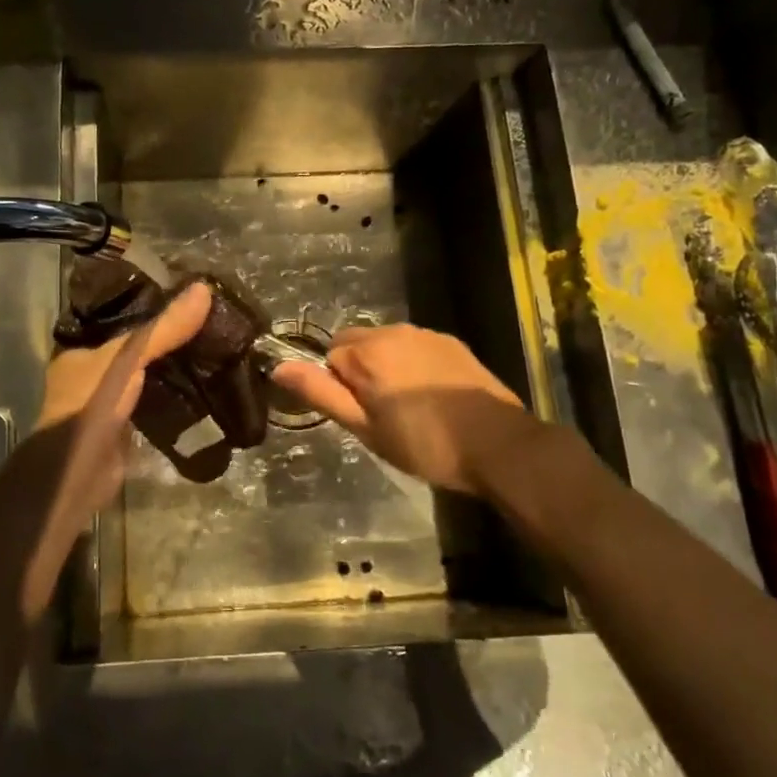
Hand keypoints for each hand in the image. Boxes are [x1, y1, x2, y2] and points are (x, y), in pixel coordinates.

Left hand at [0, 283, 211, 615]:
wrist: (79, 473)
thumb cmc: (93, 404)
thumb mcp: (130, 357)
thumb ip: (164, 329)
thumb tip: (204, 289)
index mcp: (81, 351)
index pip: (119, 319)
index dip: (150, 308)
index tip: (186, 299)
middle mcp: (91, 374)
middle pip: (136, 348)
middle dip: (167, 339)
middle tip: (208, 324)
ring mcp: (108, 403)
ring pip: (146, 376)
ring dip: (173, 367)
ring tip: (213, 350)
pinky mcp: (125, 427)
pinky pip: (153, 403)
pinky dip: (174, 395)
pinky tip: (204, 387)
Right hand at [270, 324, 534, 496]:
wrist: (498, 445)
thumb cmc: (424, 444)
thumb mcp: (364, 427)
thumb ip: (320, 394)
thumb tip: (278, 366)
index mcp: (367, 352)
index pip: (329, 358)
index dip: (340, 389)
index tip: (362, 417)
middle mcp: (394, 331)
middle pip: (356, 345)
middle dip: (359, 372)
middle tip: (381, 414)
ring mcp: (426, 333)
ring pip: (386, 344)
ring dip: (386, 367)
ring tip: (409, 408)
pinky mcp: (451, 342)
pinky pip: (414, 346)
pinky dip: (412, 364)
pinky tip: (432, 396)